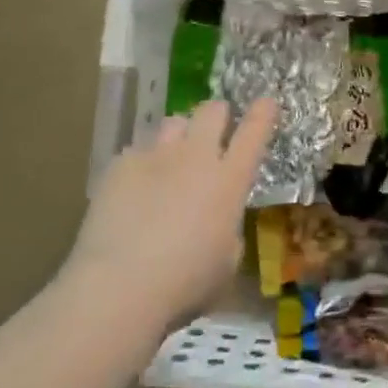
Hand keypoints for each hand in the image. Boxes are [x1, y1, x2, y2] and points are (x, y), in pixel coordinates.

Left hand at [63, 98, 277, 344]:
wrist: (120, 285)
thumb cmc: (186, 283)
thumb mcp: (227, 261)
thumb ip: (228, 229)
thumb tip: (218, 218)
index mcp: (229, 181)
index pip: (254, 132)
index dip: (263, 113)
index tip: (267, 101)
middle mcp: (195, 157)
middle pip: (211, 111)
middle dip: (218, 115)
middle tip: (214, 132)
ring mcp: (155, 156)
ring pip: (173, 122)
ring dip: (180, 136)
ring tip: (172, 160)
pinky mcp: (120, 166)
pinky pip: (137, 151)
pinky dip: (142, 165)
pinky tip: (134, 191)